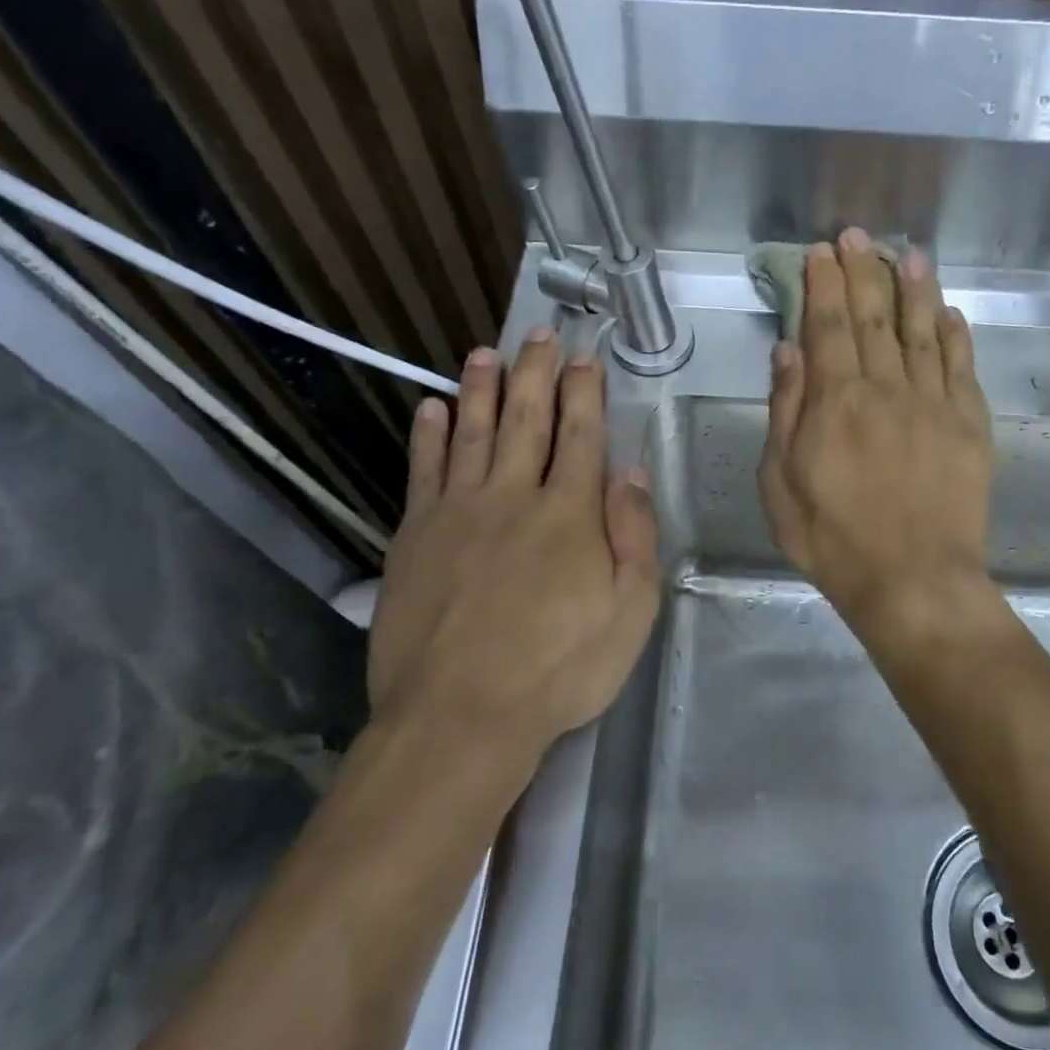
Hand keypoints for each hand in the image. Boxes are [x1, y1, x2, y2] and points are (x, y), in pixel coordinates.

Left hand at [368, 329, 659, 773]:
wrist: (461, 715)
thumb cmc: (559, 669)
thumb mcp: (630, 611)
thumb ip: (634, 535)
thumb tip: (630, 471)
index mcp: (570, 513)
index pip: (581, 434)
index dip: (584, 392)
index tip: (584, 358)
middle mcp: (513, 496)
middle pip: (526, 419)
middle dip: (536, 372)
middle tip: (539, 334)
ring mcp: (458, 511)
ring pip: (472, 431)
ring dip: (481, 388)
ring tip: (485, 353)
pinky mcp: (415, 535)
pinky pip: (423, 471)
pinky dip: (428, 435)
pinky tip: (431, 408)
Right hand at [758, 230, 992, 638]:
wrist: (913, 581)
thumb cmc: (833, 539)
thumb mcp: (780, 485)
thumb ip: (785, 413)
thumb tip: (787, 353)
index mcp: (836, 402)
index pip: (826, 327)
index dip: (822, 285)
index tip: (820, 252)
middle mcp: (887, 389)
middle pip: (873, 318)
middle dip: (862, 272)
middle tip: (857, 236)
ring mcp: (935, 404)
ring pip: (923, 331)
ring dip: (914, 289)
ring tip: (907, 254)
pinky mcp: (970, 426)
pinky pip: (963, 368)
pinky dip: (956, 335)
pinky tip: (949, 312)